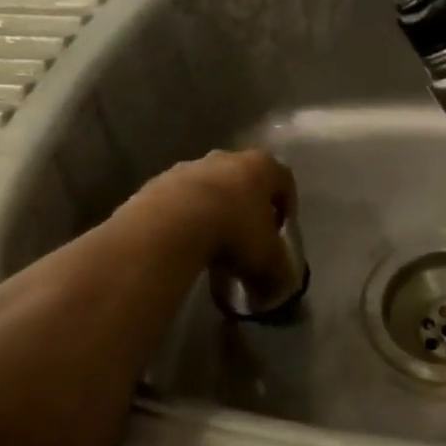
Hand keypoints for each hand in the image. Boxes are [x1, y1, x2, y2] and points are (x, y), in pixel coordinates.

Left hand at [122, 148, 296, 276]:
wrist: (169, 225)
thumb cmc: (233, 233)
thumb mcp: (267, 261)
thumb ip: (279, 273)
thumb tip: (278, 288)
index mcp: (261, 166)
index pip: (285, 180)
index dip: (287, 206)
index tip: (281, 232)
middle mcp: (227, 157)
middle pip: (245, 180)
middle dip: (248, 208)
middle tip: (247, 240)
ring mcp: (190, 167)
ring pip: (210, 188)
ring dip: (214, 211)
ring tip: (211, 247)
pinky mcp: (158, 182)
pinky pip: (179, 201)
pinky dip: (184, 218)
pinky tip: (182, 244)